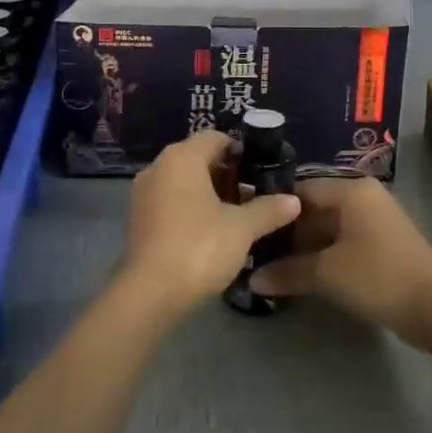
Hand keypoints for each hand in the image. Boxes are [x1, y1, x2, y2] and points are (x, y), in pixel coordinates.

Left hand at [121, 130, 300, 321]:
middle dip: (227, 174)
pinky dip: (190, 207)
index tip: (262, 171)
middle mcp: (158, 166)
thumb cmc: (199, 248)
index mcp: (182, 157)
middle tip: (254, 196)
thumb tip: (294, 200)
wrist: (150, 294)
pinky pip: (169, 199)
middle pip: (198, 157)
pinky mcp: (137, 217)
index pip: (216, 138)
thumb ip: (268, 209)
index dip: (241, 151)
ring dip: (209, 192)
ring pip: (183, 180)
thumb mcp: (242, 228)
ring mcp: (143, 192)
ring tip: (236, 215)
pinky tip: (210, 231)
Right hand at [248, 177, 431, 350]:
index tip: (250, 226)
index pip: (301, 190)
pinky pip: (345, 240)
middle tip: (257, 250)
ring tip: (274, 264)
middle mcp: (364, 196)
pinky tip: (305, 272)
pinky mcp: (384, 243)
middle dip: (288, 231)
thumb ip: (288, 272)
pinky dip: (325, 253)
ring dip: (306, 245)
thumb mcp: (328, 274)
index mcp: (351, 191)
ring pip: (330, 226)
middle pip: (315, 208)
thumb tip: (252, 279)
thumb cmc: (378, 277)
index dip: (274, 209)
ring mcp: (377, 220)